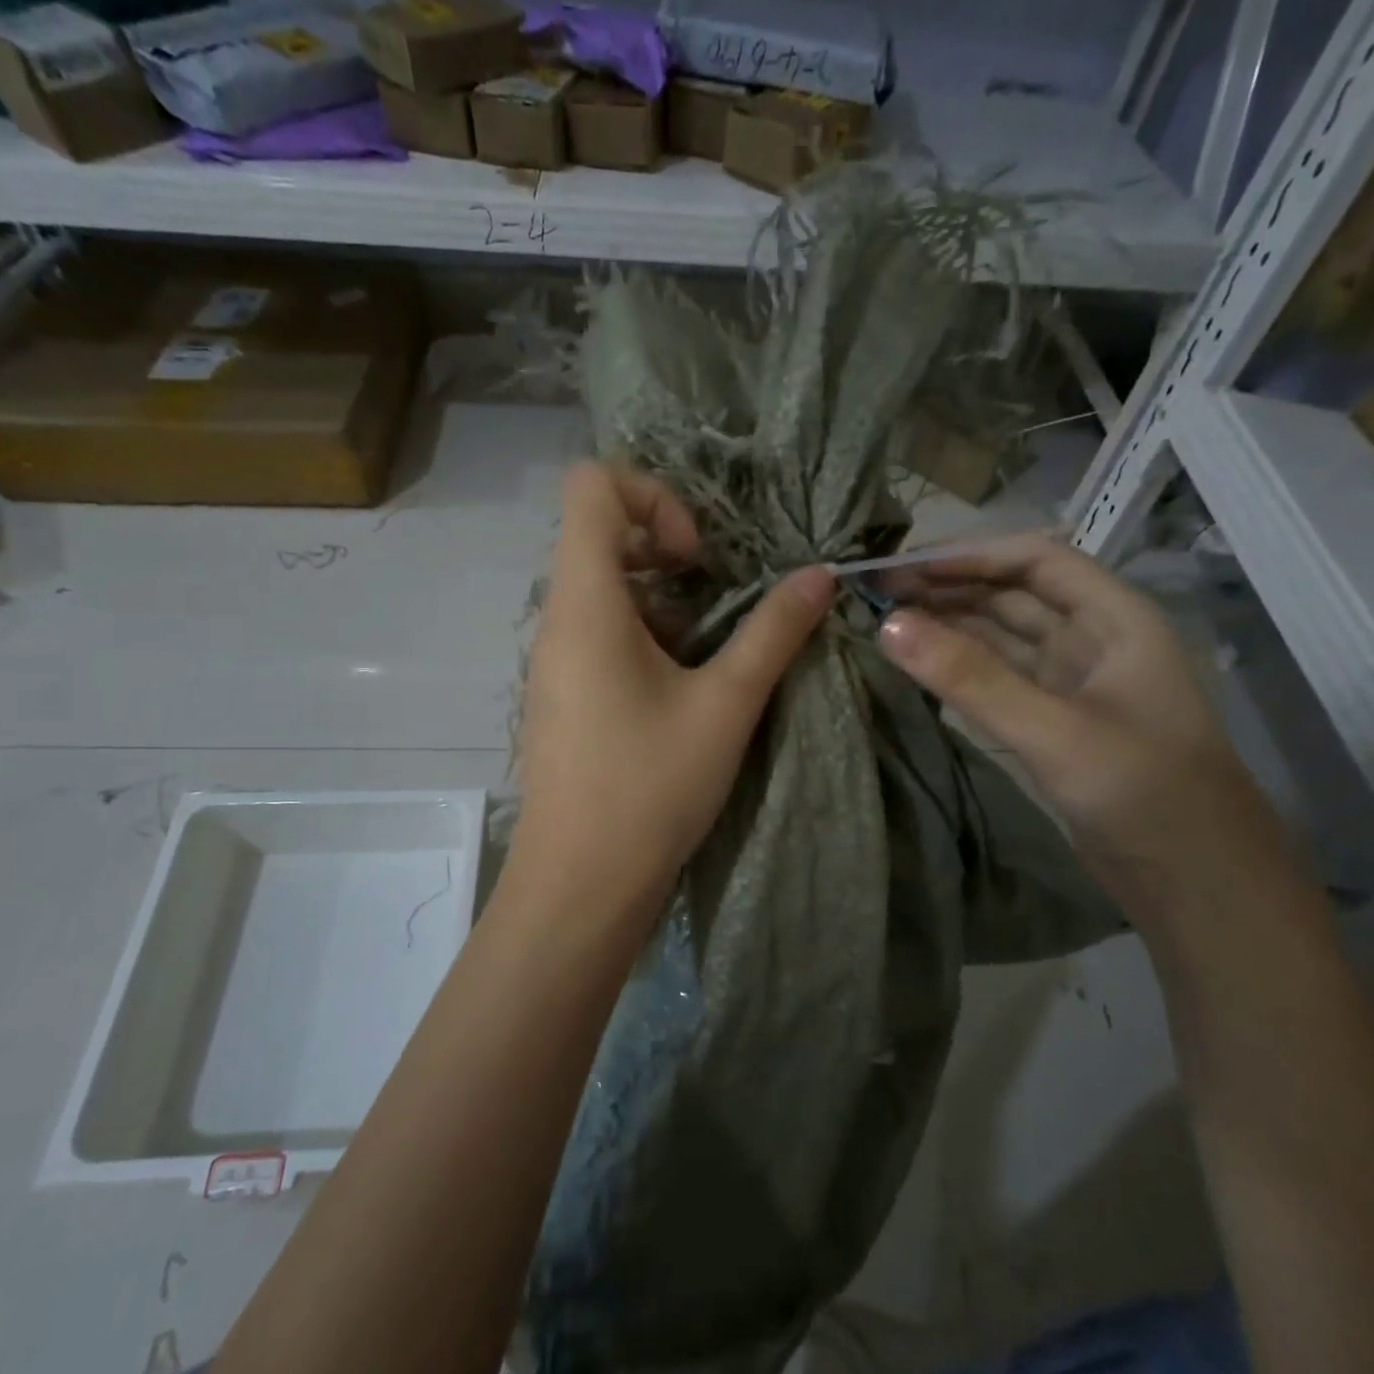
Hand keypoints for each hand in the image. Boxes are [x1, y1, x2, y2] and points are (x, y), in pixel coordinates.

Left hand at [508, 463, 834, 923]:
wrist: (581, 885)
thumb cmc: (649, 788)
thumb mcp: (725, 706)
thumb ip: (773, 633)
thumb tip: (820, 576)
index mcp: (585, 603)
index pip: (590, 487)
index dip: (652, 497)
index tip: (697, 558)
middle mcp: (557, 620)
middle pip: (600, 537)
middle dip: (669, 553)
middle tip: (719, 599)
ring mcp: (554, 661)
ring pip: (605, 592)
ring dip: (666, 605)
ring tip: (713, 655)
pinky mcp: (563, 697)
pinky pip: (600, 637)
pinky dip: (647, 640)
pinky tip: (686, 692)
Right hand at [877, 534, 1276, 906]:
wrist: (1197, 886)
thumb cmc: (1143, 795)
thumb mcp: (1054, 732)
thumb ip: (971, 678)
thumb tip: (889, 625)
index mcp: (1115, 619)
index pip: (1035, 560)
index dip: (968, 556)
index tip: (902, 569)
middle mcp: (1094, 641)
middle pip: (1014, 596)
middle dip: (950, 589)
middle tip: (876, 596)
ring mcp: (1073, 685)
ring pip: (1003, 638)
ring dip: (950, 627)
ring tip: (886, 624)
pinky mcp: (1054, 725)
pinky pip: (1000, 680)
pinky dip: (961, 670)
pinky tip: (920, 668)